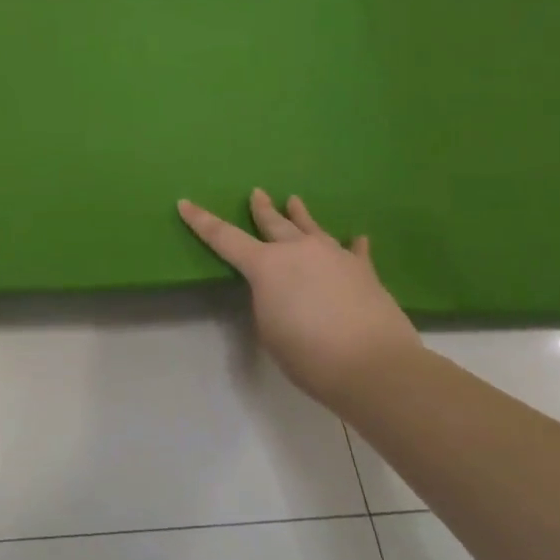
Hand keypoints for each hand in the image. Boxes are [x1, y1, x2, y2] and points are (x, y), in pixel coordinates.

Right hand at [178, 190, 420, 406]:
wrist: (374, 366)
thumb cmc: (308, 353)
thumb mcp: (269, 329)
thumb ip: (268, 302)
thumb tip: (283, 291)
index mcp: (266, 265)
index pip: (224, 238)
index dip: (201, 221)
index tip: (185, 203)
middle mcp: (298, 251)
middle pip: (273, 223)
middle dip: (261, 209)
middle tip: (256, 193)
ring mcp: (334, 256)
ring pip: (311, 228)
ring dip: (300, 215)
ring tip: (294, 200)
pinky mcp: (364, 271)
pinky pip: (355, 251)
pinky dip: (353, 245)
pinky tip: (358, 237)